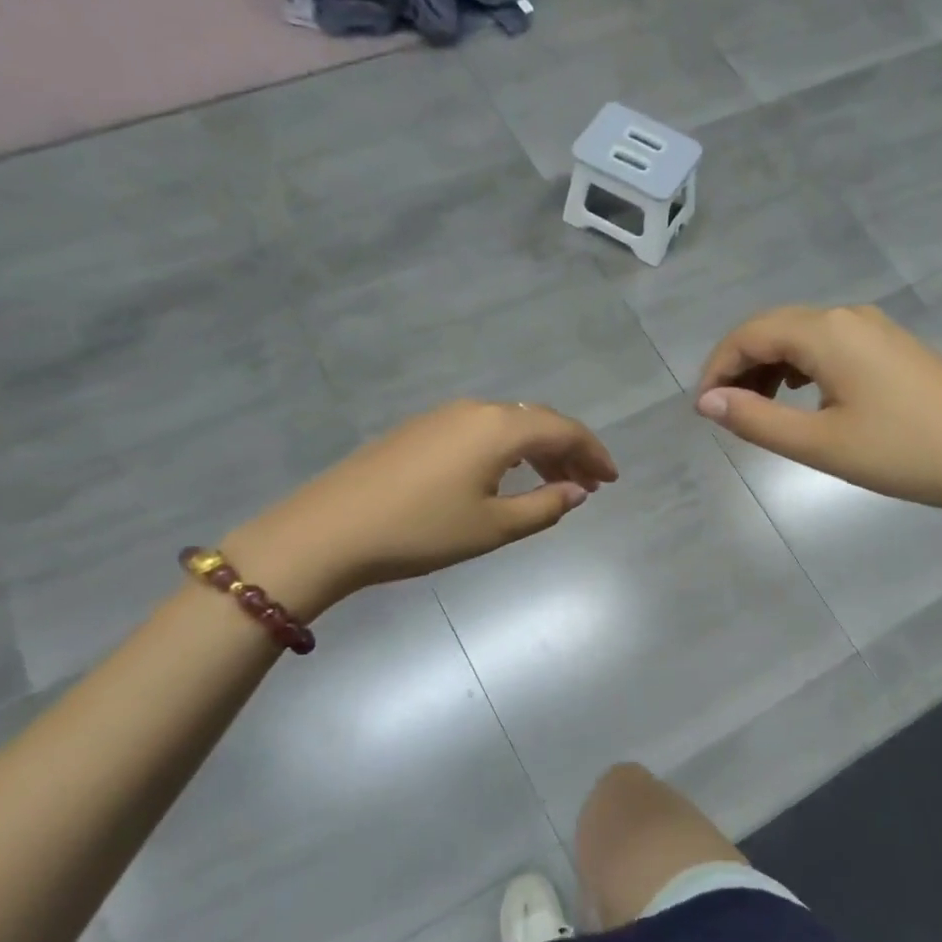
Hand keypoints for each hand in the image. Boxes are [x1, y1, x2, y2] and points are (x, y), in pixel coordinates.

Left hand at [226, 400, 617, 616]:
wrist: (330, 530)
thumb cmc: (421, 531)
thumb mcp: (493, 527)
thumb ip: (544, 507)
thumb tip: (577, 491)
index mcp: (499, 427)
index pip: (564, 429)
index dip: (594, 453)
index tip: (612, 480)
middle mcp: (475, 410)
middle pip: (538, 421)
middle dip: (569, 451)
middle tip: (588, 486)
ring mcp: (443, 417)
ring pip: (508, 425)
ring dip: (538, 451)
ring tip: (553, 485)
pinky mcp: (419, 430)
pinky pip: (481, 431)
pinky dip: (507, 451)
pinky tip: (506, 478)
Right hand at [694, 304, 941, 522]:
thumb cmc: (902, 452)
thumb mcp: (819, 443)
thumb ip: (757, 420)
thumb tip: (707, 402)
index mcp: (826, 332)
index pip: (750, 334)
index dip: (717, 368)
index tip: (702, 409)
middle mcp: (848, 316)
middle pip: (775, 329)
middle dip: (741, 366)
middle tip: (725, 412)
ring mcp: (876, 328)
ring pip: (804, 337)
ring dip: (771, 367)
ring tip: (759, 409)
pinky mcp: (894, 347)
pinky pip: (831, 345)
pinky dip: (803, 367)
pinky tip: (804, 397)